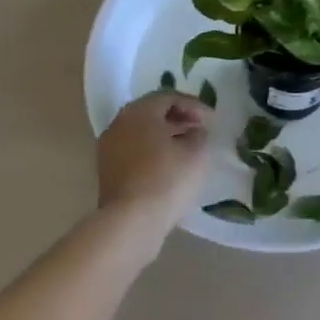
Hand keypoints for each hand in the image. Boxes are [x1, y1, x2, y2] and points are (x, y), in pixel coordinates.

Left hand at [96, 91, 212, 249]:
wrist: (130, 223)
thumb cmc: (167, 179)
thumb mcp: (196, 153)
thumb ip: (199, 135)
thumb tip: (194, 131)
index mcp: (140, 111)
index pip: (169, 97)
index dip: (194, 105)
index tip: (212, 120)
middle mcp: (120, 123)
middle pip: (152, 112)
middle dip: (178, 119)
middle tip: (199, 130)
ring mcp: (109, 148)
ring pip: (141, 133)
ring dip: (164, 136)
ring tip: (186, 150)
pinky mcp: (107, 172)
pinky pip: (133, 152)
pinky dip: (152, 153)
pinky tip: (168, 168)